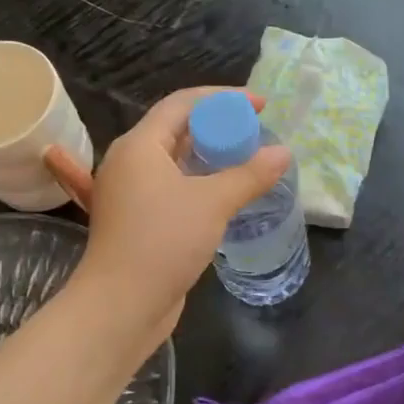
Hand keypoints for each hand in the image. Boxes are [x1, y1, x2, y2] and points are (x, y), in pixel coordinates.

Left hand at [45, 88, 289, 345]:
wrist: (121, 306)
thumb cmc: (163, 241)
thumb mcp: (213, 202)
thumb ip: (250, 174)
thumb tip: (283, 153)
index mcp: (140, 145)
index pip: (183, 103)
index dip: (224, 98)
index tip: (261, 105)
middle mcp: (130, 162)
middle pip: (177, 129)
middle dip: (218, 126)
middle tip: (256, 133)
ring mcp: (130, 193)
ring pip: (175, 161)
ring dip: (210, 156)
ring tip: (247, 159)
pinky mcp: (137, 220)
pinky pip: (172, 187)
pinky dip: (199, 182)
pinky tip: (225, 193)